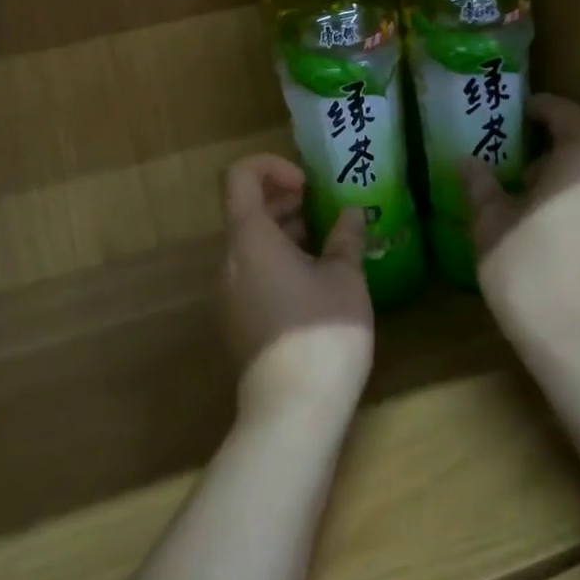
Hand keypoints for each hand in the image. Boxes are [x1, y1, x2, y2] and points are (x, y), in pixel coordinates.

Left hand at [221, 155, 374, 423]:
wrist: (291, 412)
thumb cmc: (321, 331)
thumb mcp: (345, 278)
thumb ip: (345, 238)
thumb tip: (351, 213)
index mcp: (249, 238)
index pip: (241, 177)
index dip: (271, 166)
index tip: (307, 184)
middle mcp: (229, 260)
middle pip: (246, 210)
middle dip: (285, 200)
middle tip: (325, 210)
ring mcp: (228, 294)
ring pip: (251, 245)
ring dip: (284, 233)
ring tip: (327, 244)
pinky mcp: (237, 322)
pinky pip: (252, 274)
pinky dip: (278, 262)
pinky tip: (316, 282)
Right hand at [460, 95, 579, 357]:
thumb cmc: (530, 274)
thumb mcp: (490, 225)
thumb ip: (481, 186)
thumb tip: (468, 163)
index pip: (567, 114)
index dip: (542, 108)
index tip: (518, 113)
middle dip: (561, 144)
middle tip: (525, 162)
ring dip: (578, 177)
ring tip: (542, 202)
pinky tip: (566, 235)